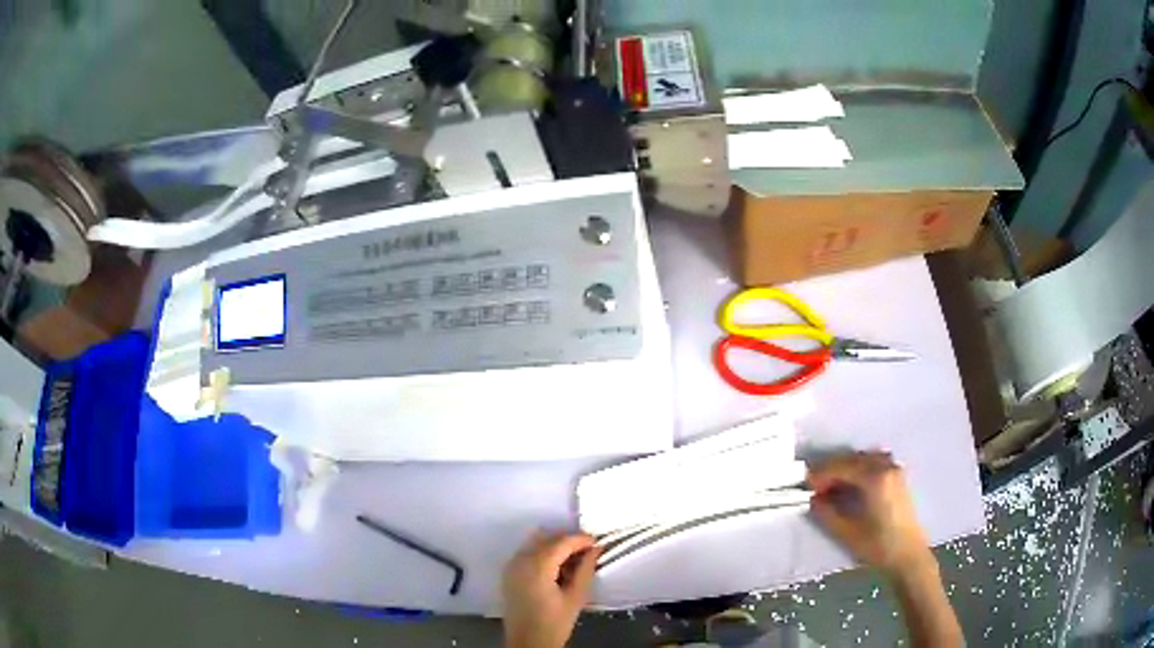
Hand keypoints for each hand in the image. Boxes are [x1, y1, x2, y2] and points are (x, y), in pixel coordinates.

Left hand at [502, 531, 600, 647]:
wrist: (528, 643)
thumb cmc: (554, 623)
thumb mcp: (576, 597)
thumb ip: (585, 570)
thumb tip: (595, 549)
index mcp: (536, 567)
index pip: (561, 542)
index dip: (581, 539)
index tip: (597, 543)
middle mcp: (520, 561)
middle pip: (547, 539)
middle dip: (568, 541)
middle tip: (588, 552)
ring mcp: (511, 566)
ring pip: (536, 543)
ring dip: (555, 546)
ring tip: (575, 561)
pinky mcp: (508, 573)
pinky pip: (527, 553)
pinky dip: (543, 554)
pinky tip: (557, 569)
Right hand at [807, 452, 931, 574]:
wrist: (908, 556)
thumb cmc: (878, 546)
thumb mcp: (847, 532)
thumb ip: (827, 513)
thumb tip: (813, 499)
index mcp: (874, 478)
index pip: (841, 467)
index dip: (821, 474)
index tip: (805, 485)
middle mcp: (886, 467)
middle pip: (853, 459)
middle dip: (832, 469)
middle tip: (814, 486)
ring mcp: (895, 470)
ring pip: (864, 459)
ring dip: (845, 468)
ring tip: (831, 486)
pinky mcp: (898, 478)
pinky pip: (874, 464)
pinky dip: (859, 469)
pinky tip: (851, 485)